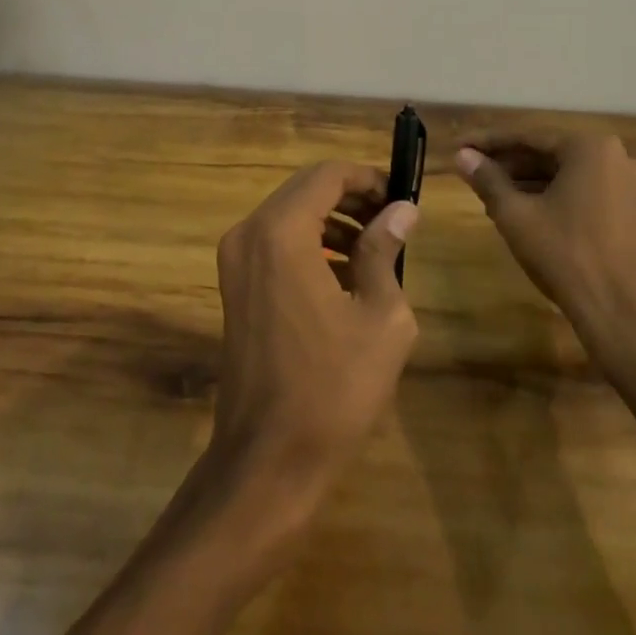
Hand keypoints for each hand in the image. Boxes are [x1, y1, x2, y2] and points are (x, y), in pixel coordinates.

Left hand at [211, 161, 419, 507]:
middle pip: (305, 190)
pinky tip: (344, 274)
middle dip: (351, 196)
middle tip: (393, 218)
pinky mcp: (233, 284)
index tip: (400, 197)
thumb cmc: (333, 388)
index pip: (326, 175)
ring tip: (376, 245)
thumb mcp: (380, 317)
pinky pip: (274, 242)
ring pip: (289, 214)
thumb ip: (385, 251)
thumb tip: (402, 210)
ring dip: (331, 220)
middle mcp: (249, 233)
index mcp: (281, 233)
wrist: (268, 459)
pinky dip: (309, 243)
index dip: (367, 177)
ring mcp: (234, 259)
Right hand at [455, 132, 635, 380]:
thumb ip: (487, 179)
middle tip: (473, 171)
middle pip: (550, 154)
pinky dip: (554, 196)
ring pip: (567, 175)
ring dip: (529, 181)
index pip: (528, 137)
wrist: (621, 315)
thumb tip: (462, 156)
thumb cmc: (565, 255)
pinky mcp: (634, 212)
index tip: (460, 146)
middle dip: (509, 163)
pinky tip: (525, 211)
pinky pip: (585, 192)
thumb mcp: (515, 215)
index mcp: (589, 148)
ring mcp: (631, 186)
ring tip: (491, 193)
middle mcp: (617, 157)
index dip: (488, 143)